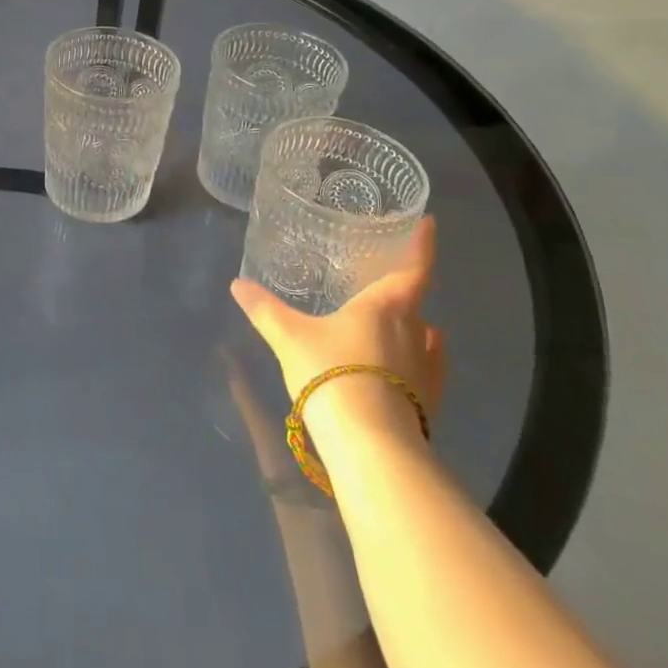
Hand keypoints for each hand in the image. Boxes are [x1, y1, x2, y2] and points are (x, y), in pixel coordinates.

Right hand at [230, 216, 442, 447]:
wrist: (370, 444)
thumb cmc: (332, 372)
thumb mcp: (289, 337)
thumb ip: (264, 309)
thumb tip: (238, 284)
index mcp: (386, 306)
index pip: (413, 267)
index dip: (422, 244)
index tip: (429, 223)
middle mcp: (414, 331)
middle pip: (414, 301)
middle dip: (401, 289)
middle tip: (381, 279)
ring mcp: (426, 369)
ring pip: (422, 335)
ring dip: (410, 325)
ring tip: (390, 321)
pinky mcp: (428, 402)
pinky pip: (427, 367)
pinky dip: (419, 357)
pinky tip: (409, 361)